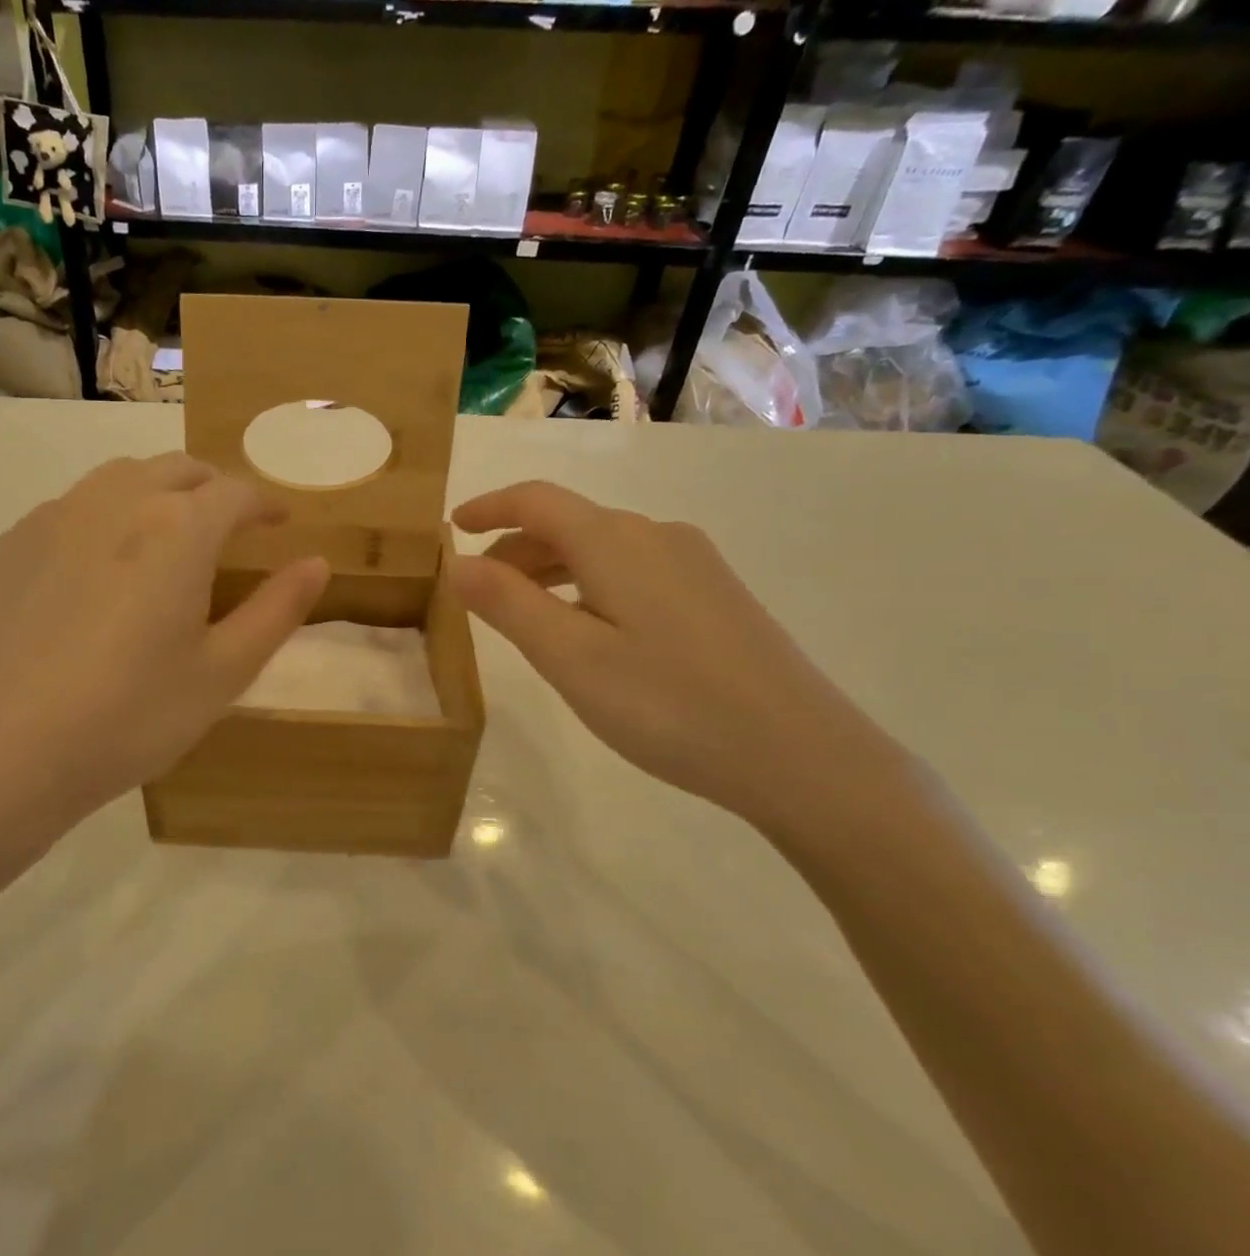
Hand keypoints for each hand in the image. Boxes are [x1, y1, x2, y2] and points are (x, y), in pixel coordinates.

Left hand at [0, 454, 329, 848]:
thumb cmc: (129, 716)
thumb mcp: (223, 673)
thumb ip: (276, 610)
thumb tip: (316, 563)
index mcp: (178, 528)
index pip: (235, 492)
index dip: (265, 503)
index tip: (278, 521)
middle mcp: (116, 500)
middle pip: (178, 469)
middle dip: (214, 488)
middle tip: (230, 526)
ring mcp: (55, 516)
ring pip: (120, 477)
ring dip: (158, 492)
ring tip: (168, 536)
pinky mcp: (11, 543)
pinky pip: (72, 507)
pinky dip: (105, 516)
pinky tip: (99, 567)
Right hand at [448, 482, 909, 831]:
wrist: (802, 755)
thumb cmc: (669, 705)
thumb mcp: (570, 657)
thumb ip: (507, 604)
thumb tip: (456, 563)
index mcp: (616, 541)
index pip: (537, 500)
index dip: (489, 507)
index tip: (451, 528)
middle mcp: (657, 535)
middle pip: (569, 523)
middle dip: (515, 547)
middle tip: (477, 589)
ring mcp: (694, 564)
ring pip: (602, 548)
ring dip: (551, 568)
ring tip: (523, 612)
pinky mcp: (716, 595)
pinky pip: (633, 570)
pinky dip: (589, 584)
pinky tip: (589, 629)